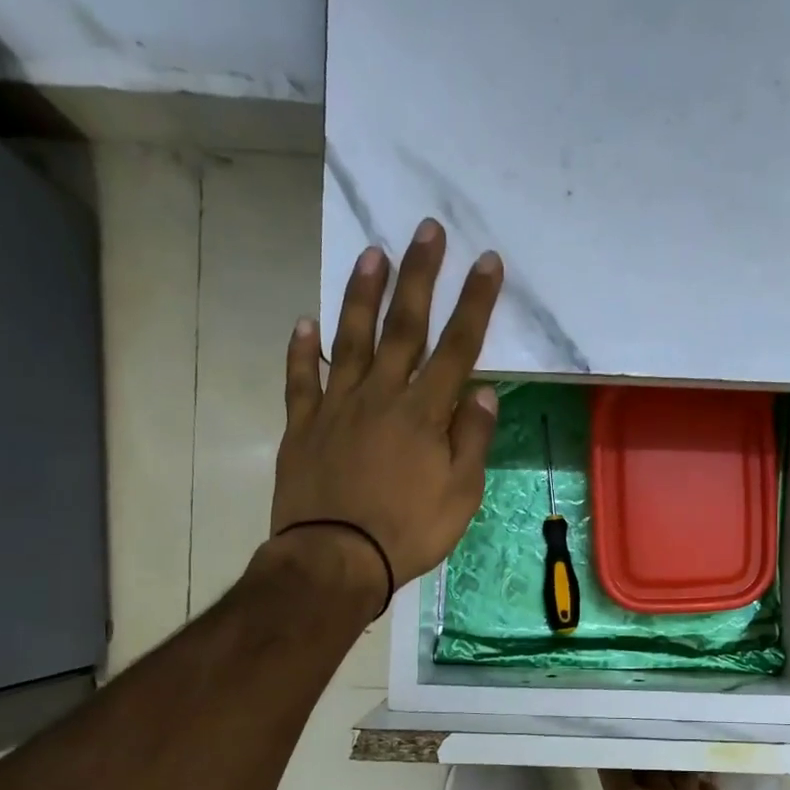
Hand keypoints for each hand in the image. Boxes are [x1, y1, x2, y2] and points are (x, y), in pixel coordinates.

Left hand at [269, 219, 502, 590]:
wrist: (335, 559)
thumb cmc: (408, 532)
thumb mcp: (460, 495)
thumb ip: (472, 440)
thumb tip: (483, 393)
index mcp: (424, 413)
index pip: (457, 347)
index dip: (475, 303)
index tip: (487, 262)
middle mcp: (381, 396)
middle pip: (403, 327)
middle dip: (420, 276)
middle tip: (427, 230)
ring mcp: (337, 407)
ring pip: (351, 339)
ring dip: (362, 294)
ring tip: (372, 253)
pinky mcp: (303, 426)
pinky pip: (301, 380)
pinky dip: (302, 350)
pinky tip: (305, 323)